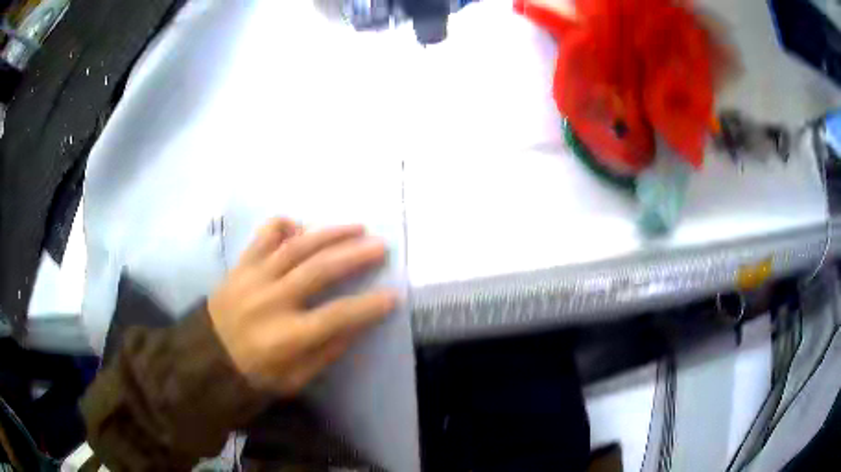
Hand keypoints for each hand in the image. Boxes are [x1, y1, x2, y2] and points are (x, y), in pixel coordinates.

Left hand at [208, 218, 396, 395]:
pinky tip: (300, 227)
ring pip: (295, 247)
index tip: (392, 296)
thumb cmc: (255, 375)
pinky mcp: (241, 266)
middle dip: (355, 256)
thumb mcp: (295, 380)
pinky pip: (263, 236)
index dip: (368, 306)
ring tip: (355, 227)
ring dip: (329, 234)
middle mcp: (271, 301)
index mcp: (286, 337)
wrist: (207, 358)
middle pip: (319, 270)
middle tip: (380, 246)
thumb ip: (325, 353)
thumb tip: (355, 326)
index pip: (337, 317)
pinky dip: (283, 226)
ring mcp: (253, 278)